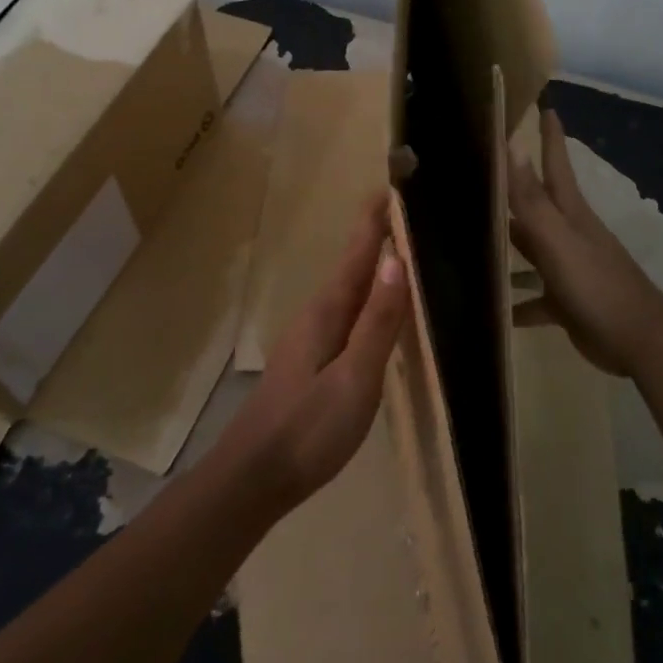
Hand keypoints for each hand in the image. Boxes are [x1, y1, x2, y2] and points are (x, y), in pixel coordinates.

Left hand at [222, 194, 409, 507]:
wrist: (254, 478)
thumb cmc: (308, 429)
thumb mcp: (354, 378)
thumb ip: (378, 322)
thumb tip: (397, 260)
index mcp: (328, 311)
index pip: (357, 252)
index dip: (375, 219)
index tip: (393, 184)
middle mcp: (318, 314)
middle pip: (353, 265)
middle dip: (378, 235)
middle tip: (409, 211)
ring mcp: (312, 338)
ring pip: (350, 289)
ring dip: (374, 264)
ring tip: (403, 249)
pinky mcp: (313, 360)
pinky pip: (349, 313)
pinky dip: (369, 296)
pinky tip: (380, 309)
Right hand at [508, 109, 662, 379]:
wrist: (639, 342)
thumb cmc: (597, 285)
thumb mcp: (559, 240)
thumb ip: (532, 199)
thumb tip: (511, 146)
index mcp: (570, 214)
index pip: (556, 165)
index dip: (550, 137)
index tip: (545, 107)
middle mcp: (568, 235)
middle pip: (536, 205)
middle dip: (513, 189)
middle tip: (482, 173)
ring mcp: (569, 268)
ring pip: (531, 250)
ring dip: (507, 246)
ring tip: (471, 242)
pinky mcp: (567, 302)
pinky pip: (534, 298)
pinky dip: (516, 301)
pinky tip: (493, 309)